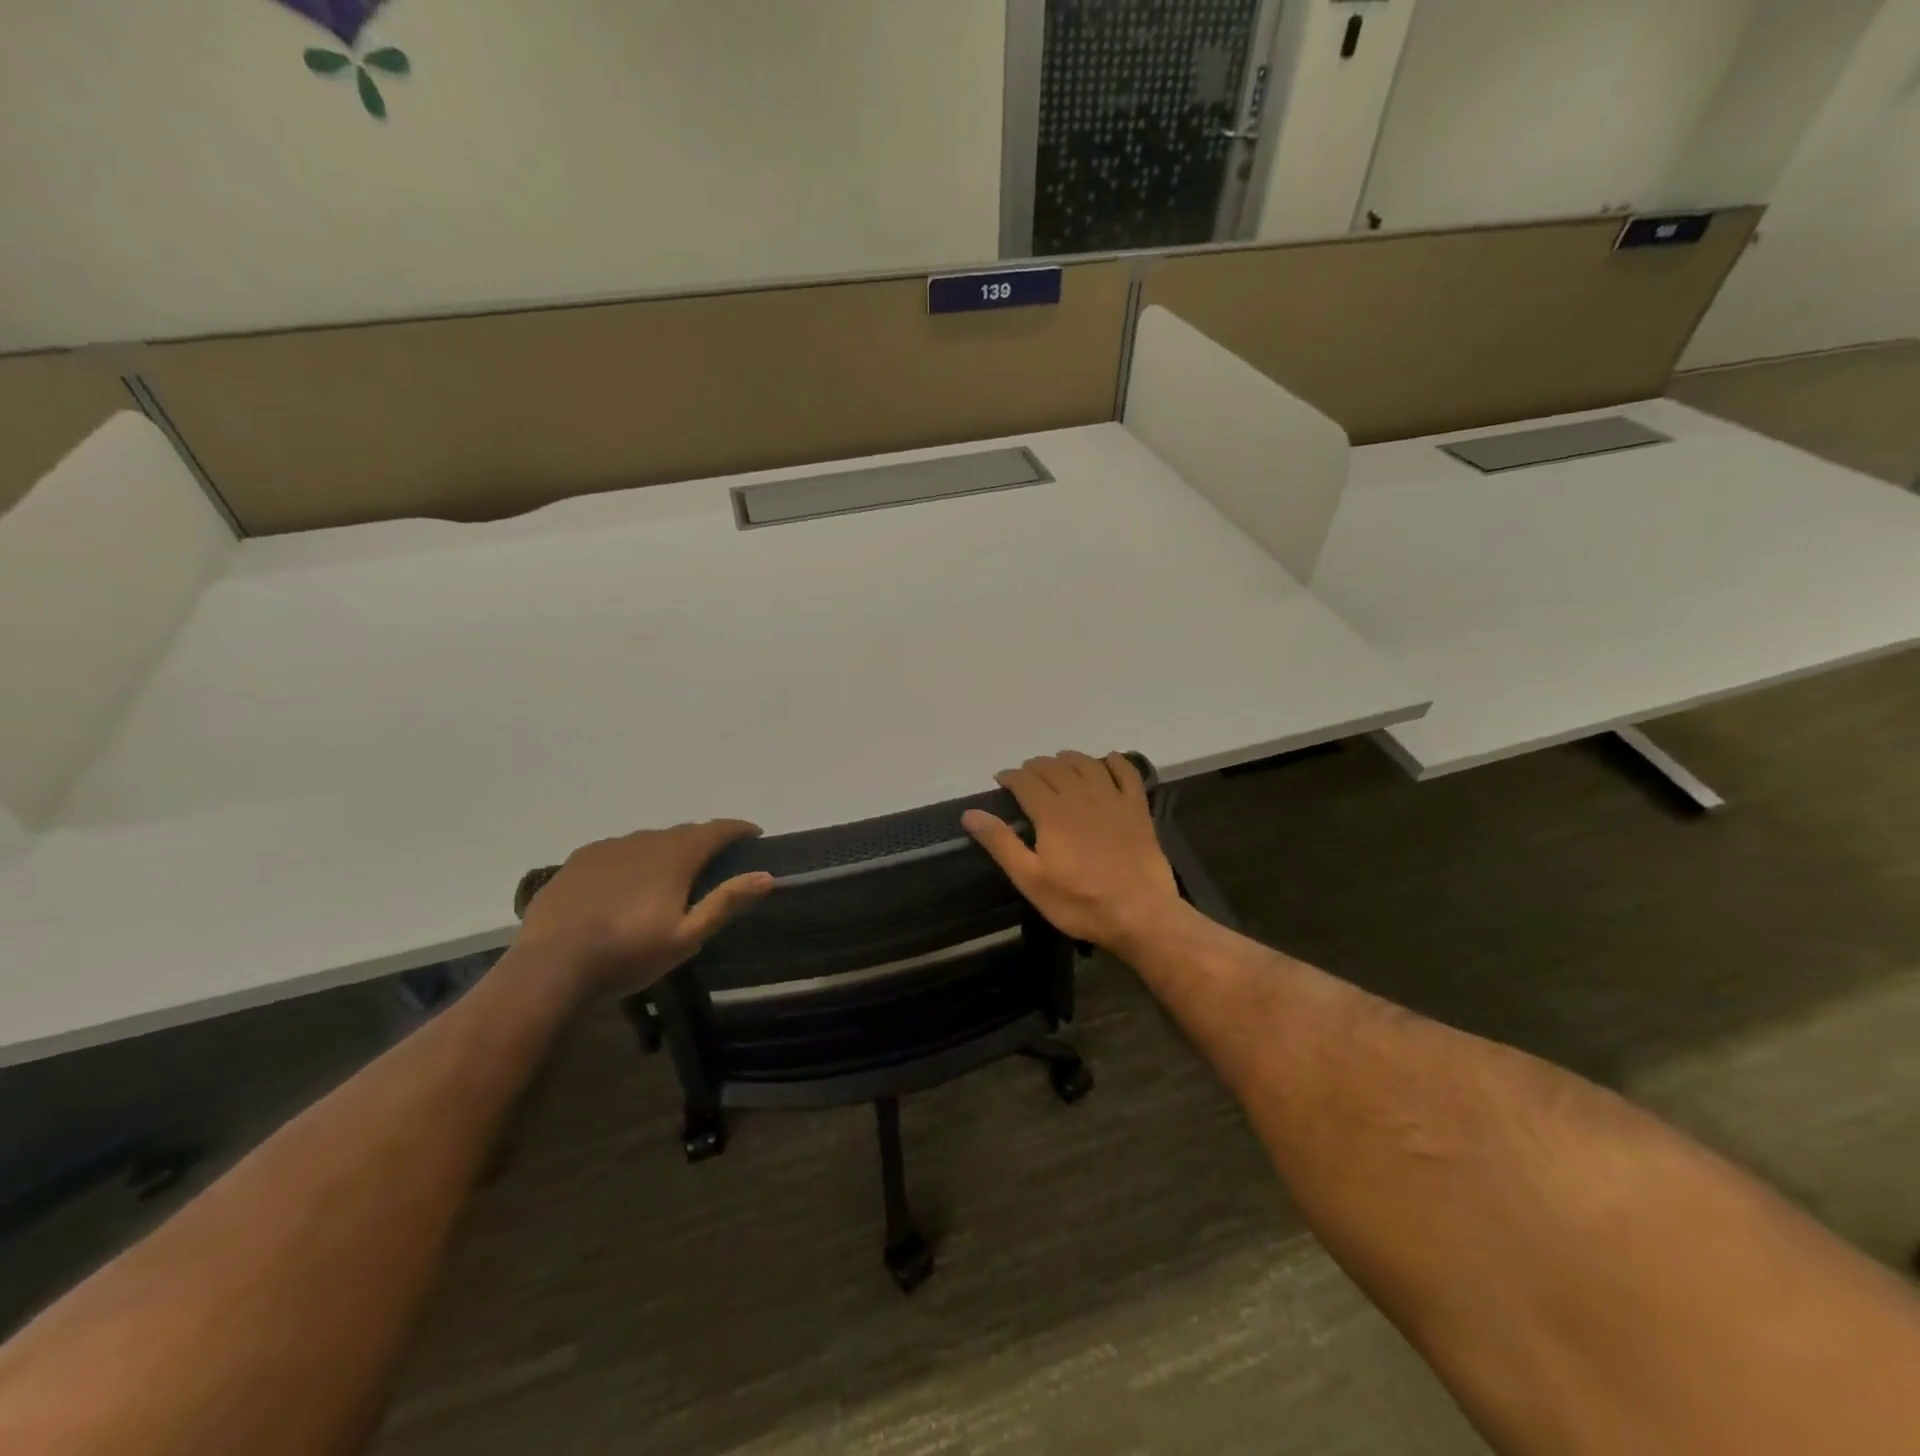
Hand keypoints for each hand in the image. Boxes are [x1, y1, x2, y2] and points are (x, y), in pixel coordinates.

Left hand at [517, 821, 774, 992]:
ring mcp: (607, 848)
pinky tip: (625, 882)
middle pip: (682, 833)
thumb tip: (766, 875)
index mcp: (674, 856)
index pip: (716, 830)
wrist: (550, 965)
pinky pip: (616, 851)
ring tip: (668, 874)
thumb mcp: (687, 937)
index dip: (738, 830)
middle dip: (703, 842)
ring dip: (665, 850)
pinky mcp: (578, 861)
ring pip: (647, 840)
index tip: (754, 834)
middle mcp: (644, 841)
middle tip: (714, 862)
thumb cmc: (628, 953)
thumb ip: (726, 902)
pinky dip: (632, 859)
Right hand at [962, 751, 1187, 957]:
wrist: (1141, 914)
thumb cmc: (1080, 902)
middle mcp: (1081, 796)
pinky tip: (1107, 760)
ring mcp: (1113, 799)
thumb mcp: (1031, 880)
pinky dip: (1114, 761)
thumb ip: (1001, 843)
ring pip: (1086, 763)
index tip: (1001, 781)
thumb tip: (970, 813)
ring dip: (1068, 758)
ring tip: (1058, 764)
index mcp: (1052, 813)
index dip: (1010, 776)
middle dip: (1035, 766)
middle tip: (1025, 776)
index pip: (1025, 781)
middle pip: (1054, 767)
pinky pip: (1126, 773)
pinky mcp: (1137, 808)